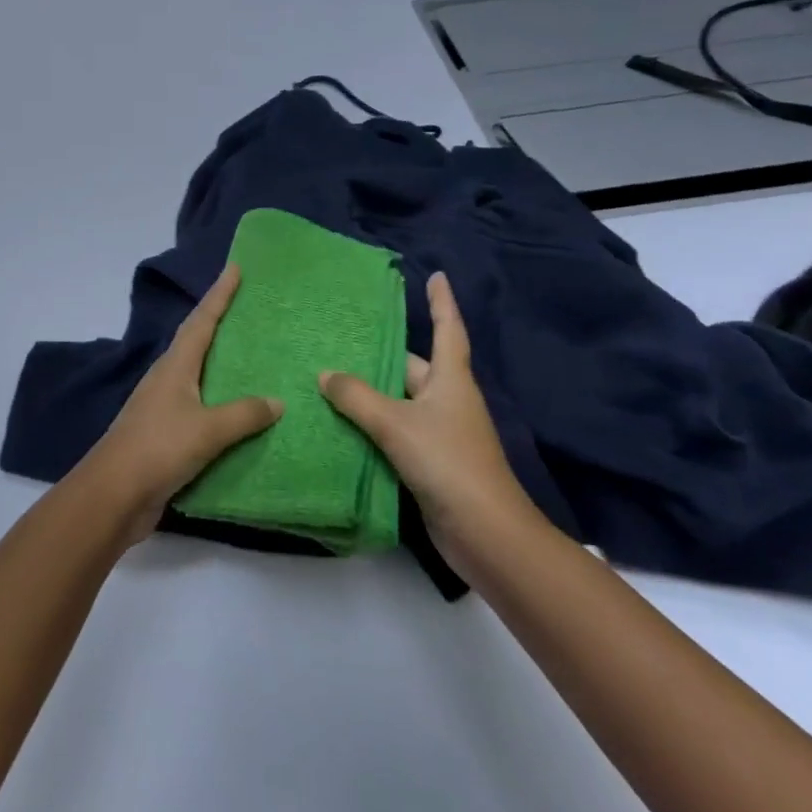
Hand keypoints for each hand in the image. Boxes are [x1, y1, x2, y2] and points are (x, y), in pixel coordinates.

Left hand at [77, 264, 282, 543]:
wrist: (114, 494)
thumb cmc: (158, 449)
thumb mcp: (207, 430)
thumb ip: (243, 414)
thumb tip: (278, 401)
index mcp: (174, 366)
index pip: (201, 321)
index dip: (219, 294)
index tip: (234, 268)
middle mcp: (167, 378)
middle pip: (196, 341)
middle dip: (219, 322)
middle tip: (249, 308)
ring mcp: (163, 406)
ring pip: (198, 374)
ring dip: (220, 363)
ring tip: (252, 355)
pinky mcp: (165, 434)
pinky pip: (200, 408)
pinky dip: (219, 401)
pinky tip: (238, 412)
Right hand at [318, 271, 537, 570]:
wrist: (486, 535)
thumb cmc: (448, 463)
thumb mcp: (396, 424)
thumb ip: (357, 397)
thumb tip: (325, 373)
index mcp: (451, 381)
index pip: (448, 330)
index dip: (442, 302)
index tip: (437, 276)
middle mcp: (448, 401)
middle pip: (413, 368)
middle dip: (382, 356)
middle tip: (342, 340)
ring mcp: (441, 434)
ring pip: (400, 403)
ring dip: (371, 394)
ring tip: (329, 379)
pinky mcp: (431, 464)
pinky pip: (395, 433)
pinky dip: (372, 427)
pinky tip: (342, 426)